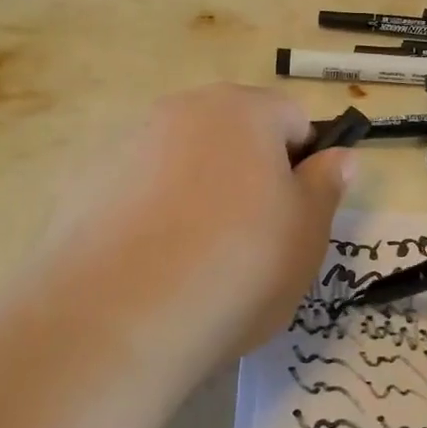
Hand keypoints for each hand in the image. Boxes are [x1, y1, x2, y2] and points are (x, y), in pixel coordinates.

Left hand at [33, 85, 352, 379]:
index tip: (297, 215)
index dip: (305, 164)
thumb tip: (338, 157)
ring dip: (203, 193)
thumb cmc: (238, 265)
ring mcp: (129, 144)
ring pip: (187, 162)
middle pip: (235, 134)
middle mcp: (182, 111)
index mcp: (242, 110)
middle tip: (255, 239)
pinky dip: (157, 214)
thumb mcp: (307, 233)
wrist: (118, 317)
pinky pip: (142, 190)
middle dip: (251, 175)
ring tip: (201, 259)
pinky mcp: (88, 184)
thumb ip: (326, 186)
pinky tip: (156, 265)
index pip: (293, 118)